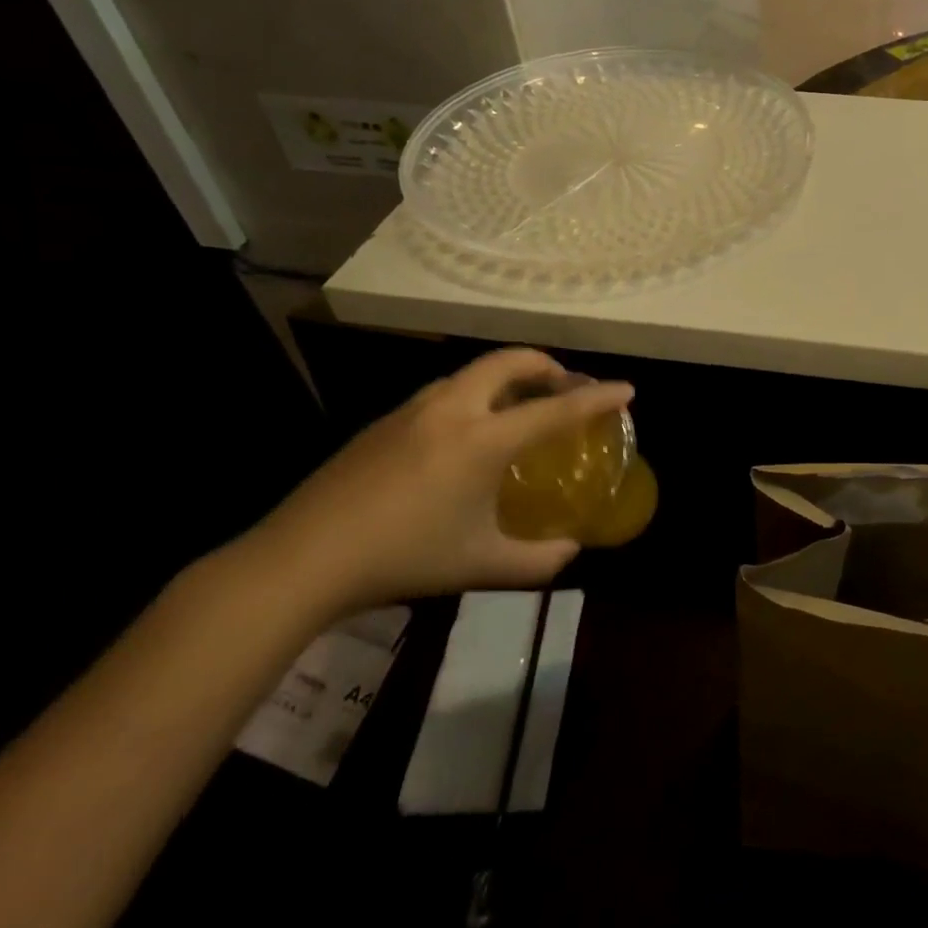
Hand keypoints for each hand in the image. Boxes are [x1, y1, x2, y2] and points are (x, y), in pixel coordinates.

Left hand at [234, 349, 632, 619]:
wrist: (300, 560)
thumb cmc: (403, 559)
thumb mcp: (480, 565)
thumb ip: (537, 560)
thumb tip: (570, 552)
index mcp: (482, 439)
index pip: (555, 409)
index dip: (597, 398)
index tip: (626, 389)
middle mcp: (452, 409)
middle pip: (510, 361)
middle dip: (548, 366)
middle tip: (567, 389)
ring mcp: (412, 410)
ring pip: (473, 372)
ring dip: (509, 378)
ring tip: (521, 408)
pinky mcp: (383, 422)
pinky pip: (446, 392)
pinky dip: (476, 395)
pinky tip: (467, 436)